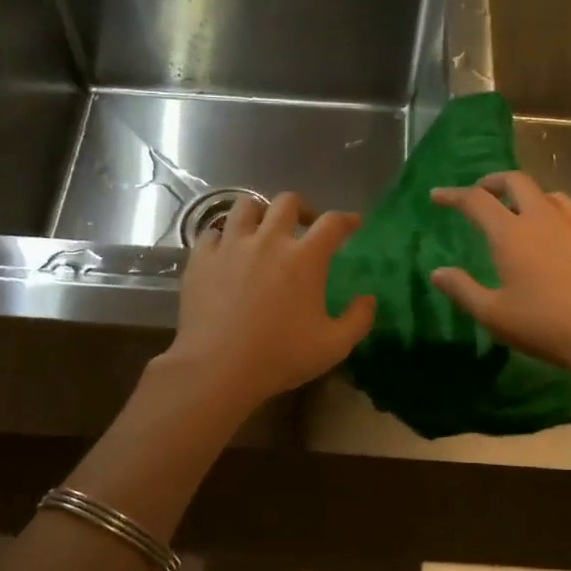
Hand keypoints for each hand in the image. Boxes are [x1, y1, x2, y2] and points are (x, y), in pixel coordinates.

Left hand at [159, 191, 375, 414]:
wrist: (216, 368)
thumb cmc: (279, 357)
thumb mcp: (333, 346)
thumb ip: (358, 319)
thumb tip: (368, 298)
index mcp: (304, 258)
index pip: (332, 223)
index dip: (346, 220)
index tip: (352, 224)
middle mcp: (268, 240)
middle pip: (287, 202)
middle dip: (302, 209)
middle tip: (305, 226)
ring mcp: (231, 245)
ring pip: (246, 206)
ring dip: (260, 212)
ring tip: (263, 229)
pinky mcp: (201, 258)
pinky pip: (212, 232)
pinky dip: (224, 236)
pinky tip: (227, 250)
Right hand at [429, 172, 570, 386]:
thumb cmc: (546, 326)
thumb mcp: (494, 315)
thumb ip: (462, 290)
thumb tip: (437, 273)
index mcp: (511, 233)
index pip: (475, 200)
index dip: (452, 195)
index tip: (437, 196)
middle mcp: (544, 219)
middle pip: (516, 181)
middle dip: (494, 182)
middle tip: (482, 194)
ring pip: (551, 196)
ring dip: (530, 197)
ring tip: (523, 213)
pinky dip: (562, 222)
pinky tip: (564, 243)